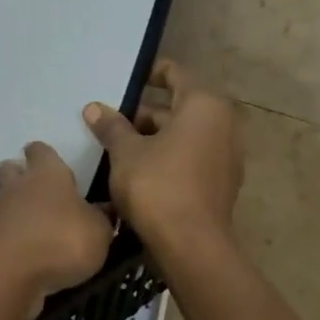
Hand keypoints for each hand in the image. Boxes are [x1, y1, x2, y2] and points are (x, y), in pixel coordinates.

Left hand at [0, 142, 113, 316]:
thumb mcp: (99, 231)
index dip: (46, 155)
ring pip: (5, 202)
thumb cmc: (60, 239)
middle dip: (22, 175)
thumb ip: (103, 218)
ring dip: (18, 211)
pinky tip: (29, 254)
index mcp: (47, 173)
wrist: (8, 274)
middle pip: (13, 170)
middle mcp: (19, 187)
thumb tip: (105, 209)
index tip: (56, 163)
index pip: (41, 151)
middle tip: (42, 191)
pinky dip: (13, 239)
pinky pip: (2, 232)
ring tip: (41, 228)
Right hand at [83, 60, 240, 251]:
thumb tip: (94, 108)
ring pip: (182, 134)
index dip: (148, 73)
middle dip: (142, 112)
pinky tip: (134, 169)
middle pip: (177, 106)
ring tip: (114, 145)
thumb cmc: (157, 186)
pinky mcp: (219, 183)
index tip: (122, 81)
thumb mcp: (125, 152)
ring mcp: (224, 156)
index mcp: (203, 106)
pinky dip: (165, 156)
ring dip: (151, 136)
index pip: (174, 73)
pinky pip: (189, 157)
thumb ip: (112, 126)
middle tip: (107, 119)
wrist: (191, 246)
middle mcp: (222, 125)